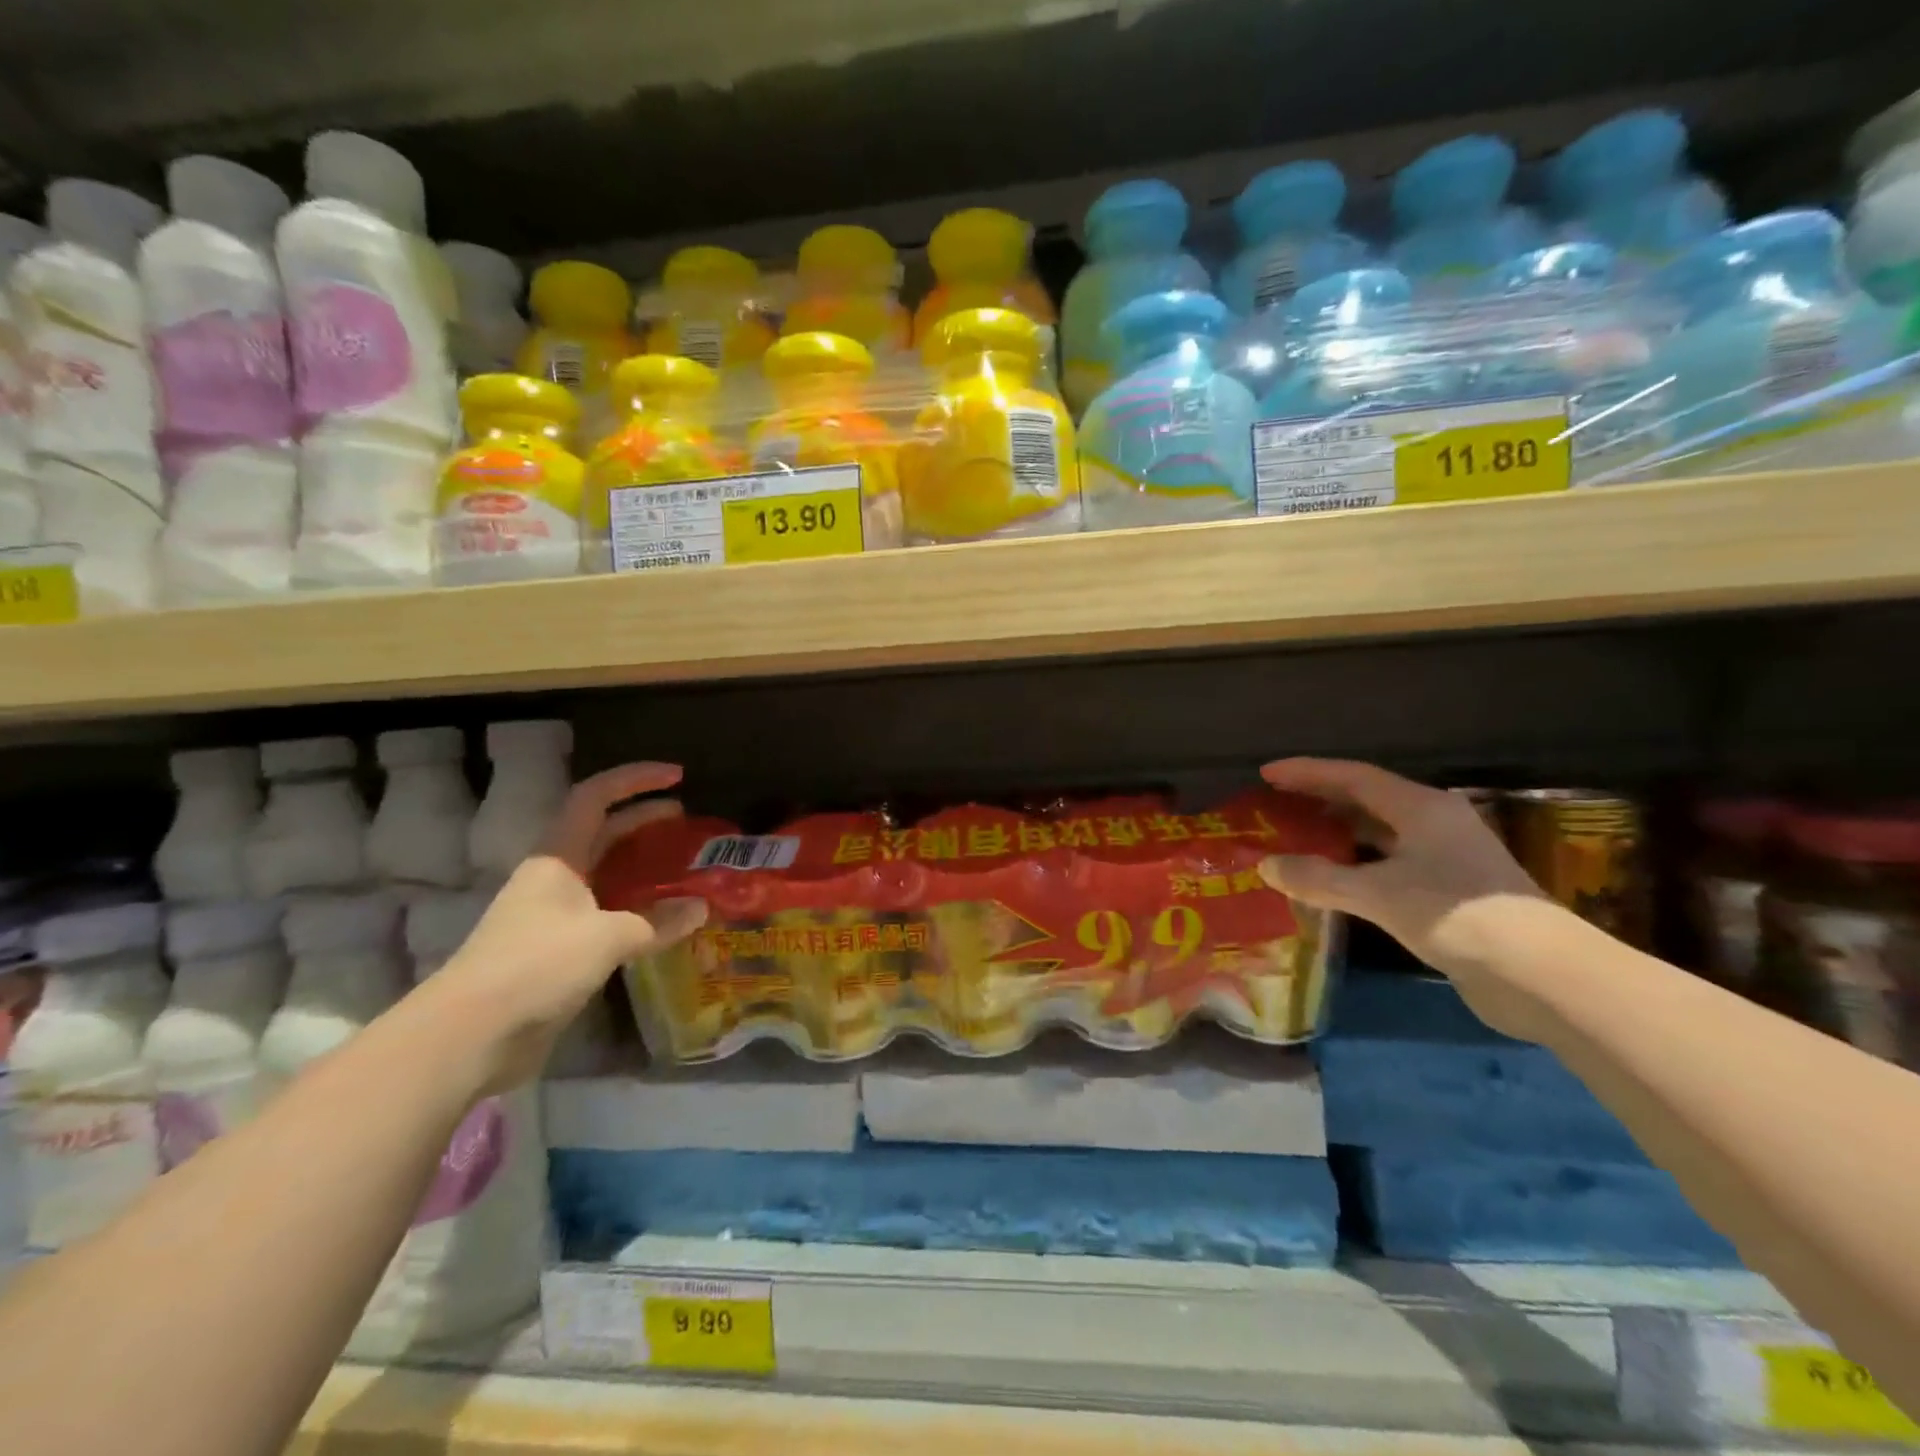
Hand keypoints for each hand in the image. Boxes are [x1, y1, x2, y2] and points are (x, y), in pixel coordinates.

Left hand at [425, 762, 706, 1091]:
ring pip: (605, 874)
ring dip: (642, 865)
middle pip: (602, 832)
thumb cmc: (535, 966)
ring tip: (682, 867)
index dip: (635, 779)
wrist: (469, 1036)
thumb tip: (700, 908)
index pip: (595, 797)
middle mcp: (555, 877)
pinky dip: (637, 907)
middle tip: (686, 821)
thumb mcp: (605, 938)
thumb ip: (656, 921)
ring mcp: (554, 914)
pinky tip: (662, 919)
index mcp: (557, 857)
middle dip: (643, 819)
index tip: (678, 777)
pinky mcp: (558, 950)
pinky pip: (606, 913)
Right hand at [1256, 758, 1551, 1029]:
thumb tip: (1265, 865)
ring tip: (1296, 837)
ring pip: (1380, 833)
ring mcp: (1446, 857)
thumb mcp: (1377, 894)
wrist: (1541, 974)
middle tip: (1276, 803)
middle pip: (1367, 799)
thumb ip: (1318, 878)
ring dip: (1338, 833)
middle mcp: (1435, 823)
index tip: (1267, 773)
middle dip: (1320, 799)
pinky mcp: (1450, 891)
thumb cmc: (1456, 916)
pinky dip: (1356, 864)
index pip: (1354, 777)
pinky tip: (1333, 880)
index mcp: (1421, 808)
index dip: (1308, 772)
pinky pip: (1389, 863)